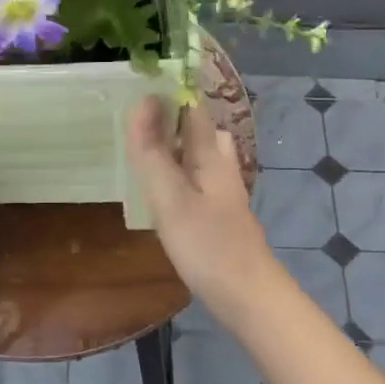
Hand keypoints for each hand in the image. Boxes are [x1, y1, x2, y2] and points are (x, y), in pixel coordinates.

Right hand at [127, 96, 282, 325]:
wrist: (249, 298)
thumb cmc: (208, 246)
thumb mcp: (170, 197)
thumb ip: (153, 152)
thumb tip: (141, 101)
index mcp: (211, 155)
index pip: (192, 108)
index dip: (168, 92)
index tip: (135, 85)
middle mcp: (222, 167)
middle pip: (200, 130)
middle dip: (172, 119)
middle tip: (135, 123)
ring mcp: (224, 193)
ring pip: (200, 156)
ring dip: (175, 148)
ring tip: (143, 154)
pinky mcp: (220, 216)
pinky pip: (197, 180)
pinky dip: (178, 175)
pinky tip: (162, 193)